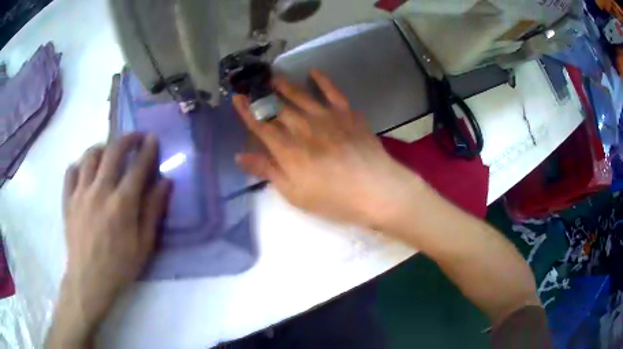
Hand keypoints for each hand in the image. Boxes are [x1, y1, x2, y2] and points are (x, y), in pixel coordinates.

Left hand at [49, 134, 170, 346]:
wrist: (88, 280)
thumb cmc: (119, 266)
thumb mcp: (144, 245)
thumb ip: (153, 211)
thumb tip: (165, 182)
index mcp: (122, 204)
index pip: (138, 166)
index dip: (148, 149)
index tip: (153, 139)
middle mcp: (100, 191)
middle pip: (113, 150)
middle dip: (127, 138)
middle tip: (134, 137)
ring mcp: (80, 193)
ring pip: (90, 155)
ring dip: (103, 147)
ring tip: (109, 152)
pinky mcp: (68, 199)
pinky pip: (71, 171)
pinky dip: (80, 164)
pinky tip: (86, 170)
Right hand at [233, 71, 422, 228]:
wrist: (375, 189)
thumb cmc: (333, 199)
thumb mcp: (295, 193)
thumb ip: (268, 170)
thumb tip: (240, 155)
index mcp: (287, 149)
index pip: (260, 125)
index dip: (246, 111)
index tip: (237, 98)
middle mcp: (303, 127)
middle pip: (277, 107)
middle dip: (261, 94)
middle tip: (251, 82)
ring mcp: (326, 117)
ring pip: (299, 95)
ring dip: (284, 84)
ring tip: (273, 76)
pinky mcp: (347, 113)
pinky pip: (332, 92)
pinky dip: (322, 80)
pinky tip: (314, 71)